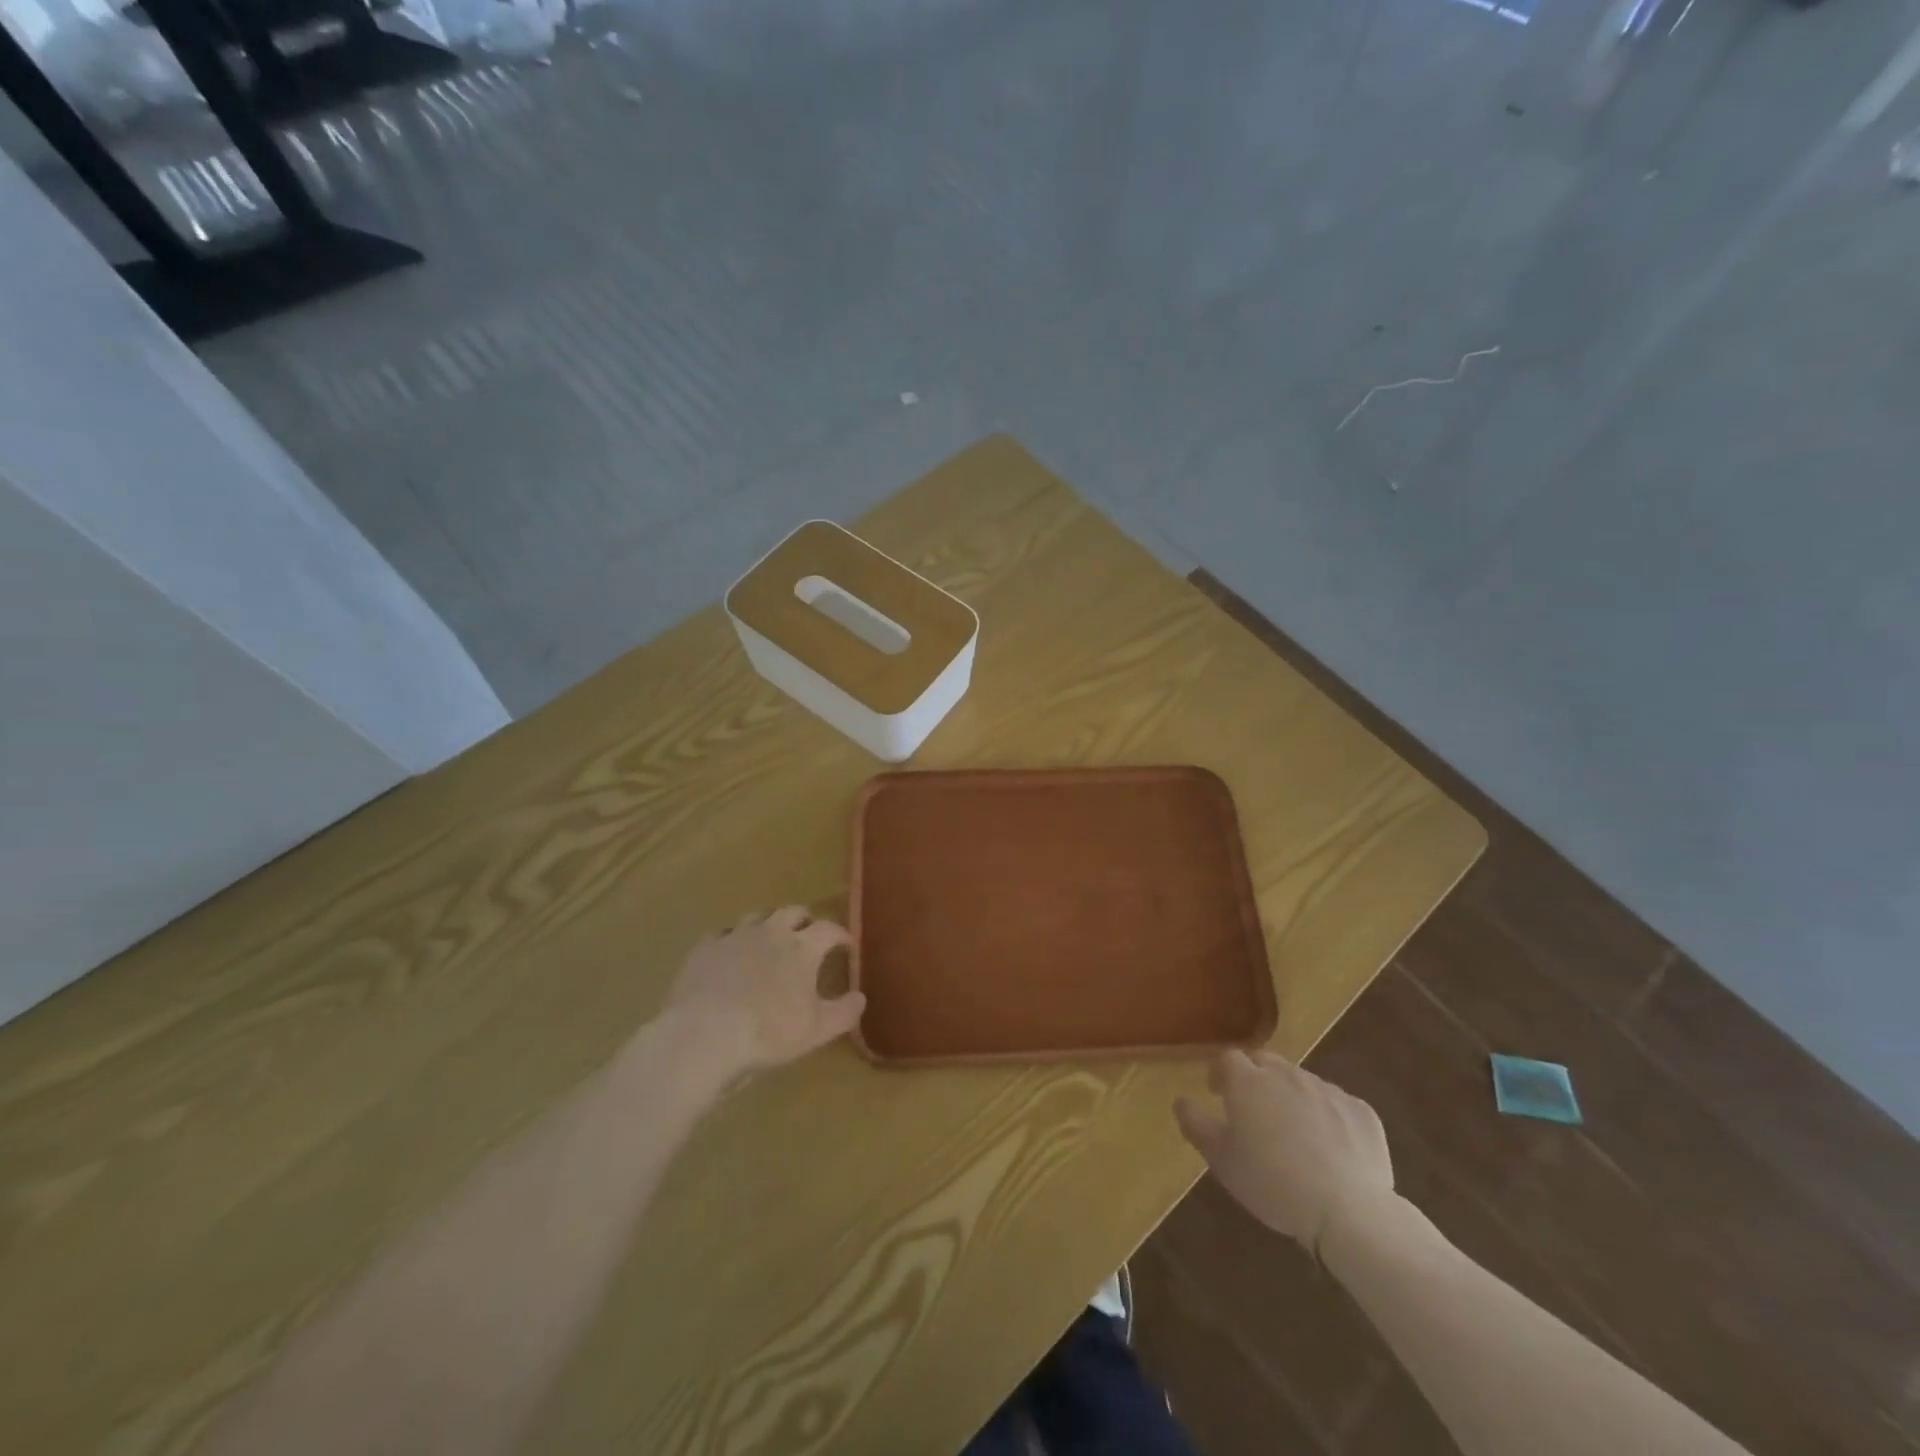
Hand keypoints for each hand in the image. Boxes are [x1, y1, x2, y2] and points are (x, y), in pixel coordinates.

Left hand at [663, 907, 864, 1079]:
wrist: (703, 1035)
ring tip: (770, 939)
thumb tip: (861, 997)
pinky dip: (733, 939)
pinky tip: (731, 953)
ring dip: (769, 924)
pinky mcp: (704, 948)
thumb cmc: (767, 1033)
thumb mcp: (817, 1030)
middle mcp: (771, 932)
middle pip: (793, 912)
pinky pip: (723, 933)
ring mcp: (735, 936)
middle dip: (805, 920)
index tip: (846, 944)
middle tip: (809, 935)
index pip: (829, 929)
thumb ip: (844, 1012)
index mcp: (802, 948)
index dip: (840, 934)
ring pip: (758, 916)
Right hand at [1175, 1051, 1394, 1250]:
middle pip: (1265, 1062)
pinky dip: (1328, 1116)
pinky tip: (1330, 1147)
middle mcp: (1287, 1074)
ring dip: (1291, 1095)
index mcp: (1248, 1082)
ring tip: (1292, 1130)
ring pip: (1301, 1081)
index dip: (1220, 1073)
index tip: (1217, 1093)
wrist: (1348, 1211)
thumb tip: (1180, 1101)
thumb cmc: (1272, 1183)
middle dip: (1255, 1078)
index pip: (1228, 1059)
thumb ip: (1196, 1125)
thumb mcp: (1222, 1160)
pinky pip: (1337, 1104)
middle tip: (1253, 1108)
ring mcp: (1328, 1090)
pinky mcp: (1361, 1111)